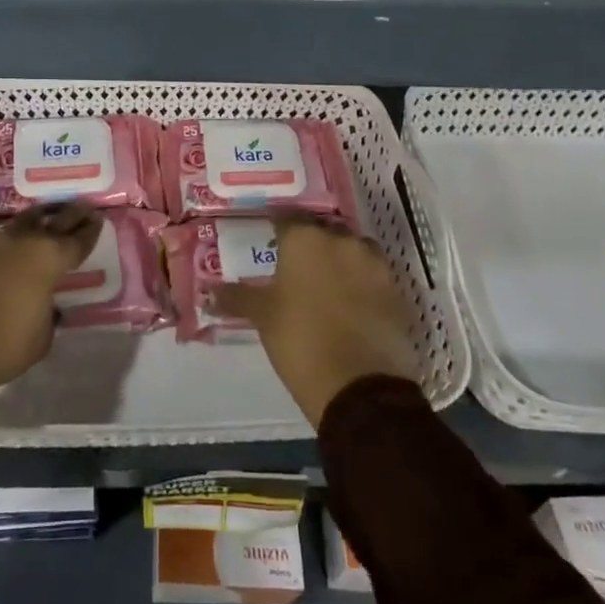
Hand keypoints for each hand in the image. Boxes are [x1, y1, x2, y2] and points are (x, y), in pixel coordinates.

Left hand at [0, 203, 101, 402]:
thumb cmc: (2, 344)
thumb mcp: (41, 337)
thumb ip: (49, 314)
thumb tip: (46, 305)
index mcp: (49, 259)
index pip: (77, 240)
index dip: (90, 230)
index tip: (98, 219)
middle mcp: (24, 243)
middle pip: (54, 220)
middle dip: (71, 214)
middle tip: (83, 208)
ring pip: (25, 222)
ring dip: (41, 219)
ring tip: (50, 218)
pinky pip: (4, 238)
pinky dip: (17, 237)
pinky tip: (20, 244)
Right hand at [214, 213, 418, 427]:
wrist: (360, 386)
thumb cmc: (300, 340)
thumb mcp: (262, 317)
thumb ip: (236, 298)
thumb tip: (208, 293)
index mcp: (305, 238)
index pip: (287, 217)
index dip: (278, 226)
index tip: (269, 236)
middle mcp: (341, 240)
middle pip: (323, 230)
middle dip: (311, 241)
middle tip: (296, 263)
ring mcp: (374, 264)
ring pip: (352, 249)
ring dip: (340, 258)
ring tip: (326, 282)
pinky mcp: (396, 290)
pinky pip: (373, 274)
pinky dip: (362, 281)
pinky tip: (351, 302)